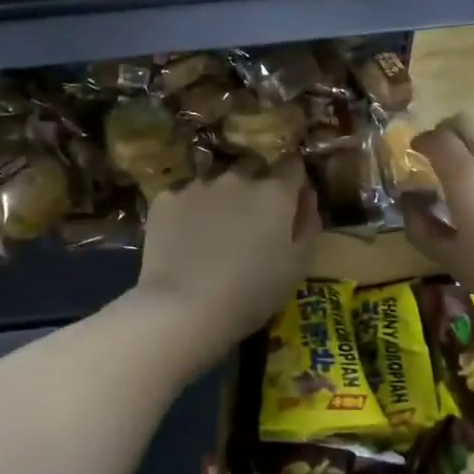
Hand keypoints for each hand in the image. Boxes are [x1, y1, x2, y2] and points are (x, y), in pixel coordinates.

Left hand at [133, 161, 318, 347]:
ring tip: (213, 232)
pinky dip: (188, 212)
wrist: (183, 308)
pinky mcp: (166, 200)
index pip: (293, 164)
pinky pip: (183, 198)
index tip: (291, 197)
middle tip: (251, 220)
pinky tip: (184, 240)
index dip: (294, 178)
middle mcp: (237, 178)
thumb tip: (307, 194)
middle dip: (256, 185)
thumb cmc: (252, 292)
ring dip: (220, 198)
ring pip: (215, 182)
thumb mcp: (297, 265)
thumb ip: (308, 222)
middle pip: (252, 168)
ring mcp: (198, 186)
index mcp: (274, 192)